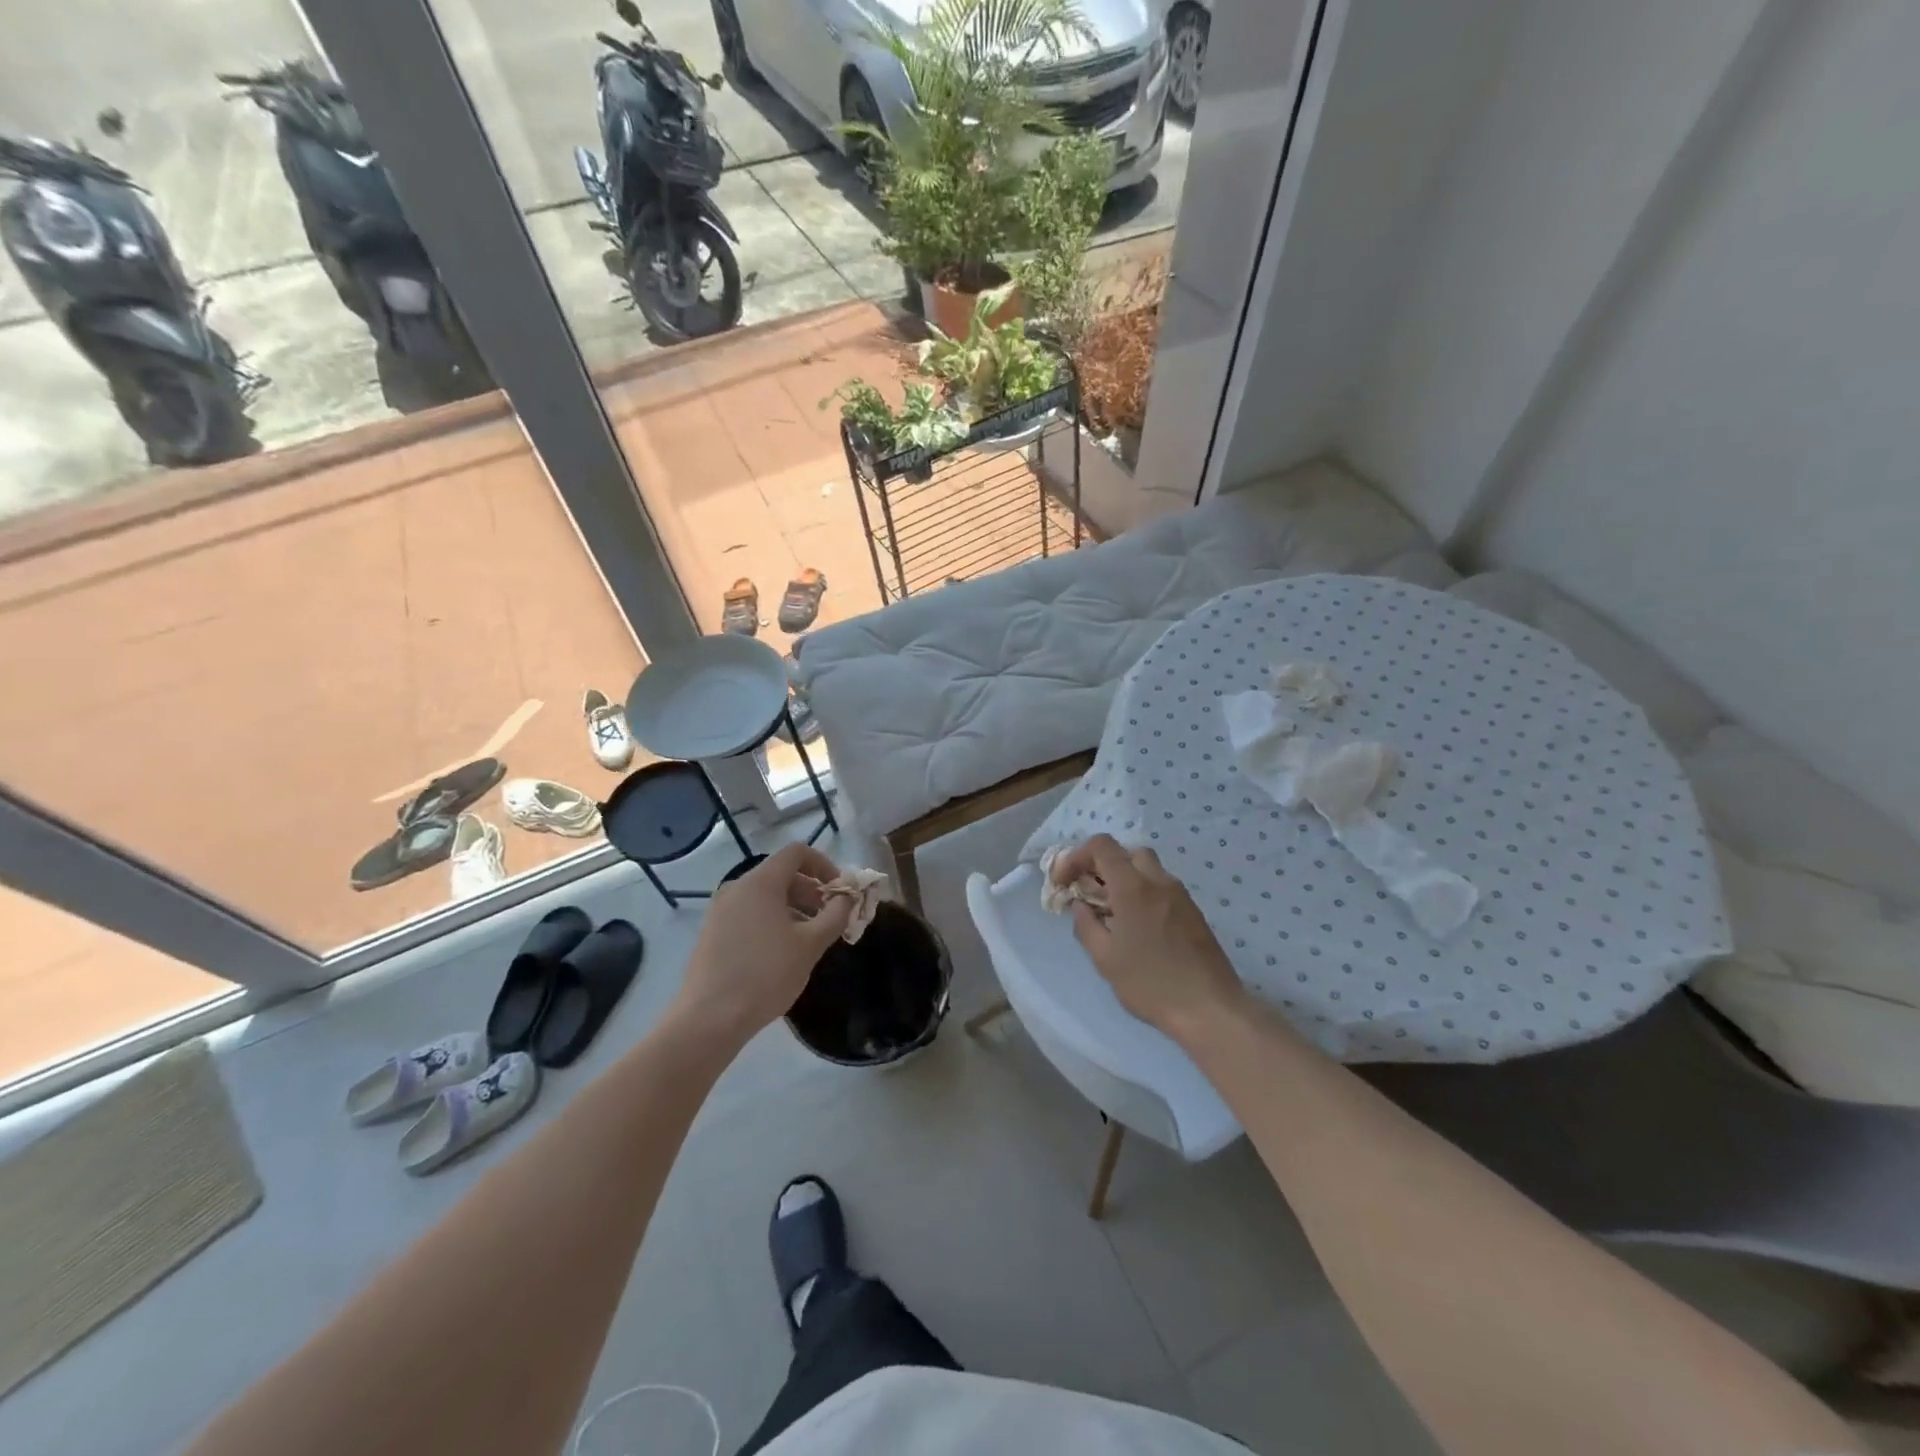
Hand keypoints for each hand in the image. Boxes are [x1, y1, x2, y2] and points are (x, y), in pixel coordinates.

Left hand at [673, 843, 853, 1046]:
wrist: (709, 1019)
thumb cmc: (766, 975)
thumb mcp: (811, 945)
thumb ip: (835, 915)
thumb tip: (847, 898)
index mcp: (761, 883)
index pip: (797, 853)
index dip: (824, 865)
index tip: (840, 891)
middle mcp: (737, 888)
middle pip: (782, 874)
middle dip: (812, 891)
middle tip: (830, 919)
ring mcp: (720, 910)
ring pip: (765, 896)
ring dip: (794, 908)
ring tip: (809, 939)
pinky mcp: (712, 932)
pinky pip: (749, 913)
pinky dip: (772, 920)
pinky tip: (782, 952)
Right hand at [1054, 835, 1247, 1043]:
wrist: (1210, 1008)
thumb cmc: (1150, 983)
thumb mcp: (1105, 959)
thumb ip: (1086, 925)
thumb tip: (1081, 905)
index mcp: (1133, 887)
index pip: (1101, 846)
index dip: (1076, 856)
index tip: (1064, 883)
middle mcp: (1159, 881)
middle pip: (1126, 852)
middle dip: (1102, 865)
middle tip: (1089, 892)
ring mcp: (1180, 895)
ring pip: (1147, 867)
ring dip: (1124, 878)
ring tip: (1111, 910)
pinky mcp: (1193, 911)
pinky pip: (1162, 887)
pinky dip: (1142, 891)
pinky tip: (1137, 925)